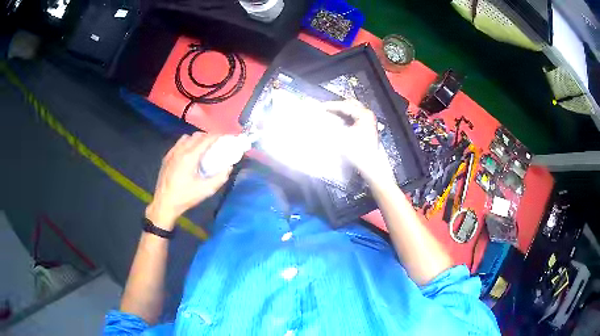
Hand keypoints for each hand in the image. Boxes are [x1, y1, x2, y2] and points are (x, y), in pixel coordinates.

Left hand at [145, 132, 233, 229]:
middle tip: (215, 143)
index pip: (205, 139)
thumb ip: (220, 178)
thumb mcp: (206, 190)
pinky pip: (178, 144)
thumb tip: (228, 167)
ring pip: (186, 138)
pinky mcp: (166, 158)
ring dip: (196, 139)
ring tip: (202, 147)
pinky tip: (189, 154)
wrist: (164, 203)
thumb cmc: (185, 197)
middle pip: (196, 136)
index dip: (216, 136)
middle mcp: (180, 151)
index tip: (224, 137)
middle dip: (207, 136)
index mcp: (190, 157)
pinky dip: (186, 144)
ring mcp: (171, 153)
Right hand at [323, 100, 393, 182]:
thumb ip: (330, 127)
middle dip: (338, 106)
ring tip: (329, 115)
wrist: (370, 165)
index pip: (345, 106)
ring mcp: (369, 121)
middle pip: (351, 105)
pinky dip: (346, 117)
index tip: (320, 107)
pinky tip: (337, 121)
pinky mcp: (367, 128)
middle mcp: (368, 115)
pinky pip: (355, 117)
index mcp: (364, 115)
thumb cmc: (357, 151)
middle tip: (325, 109)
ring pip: (353, 111)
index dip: (331, 106)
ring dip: (341, 112)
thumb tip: (320, 121)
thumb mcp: (341, 138)